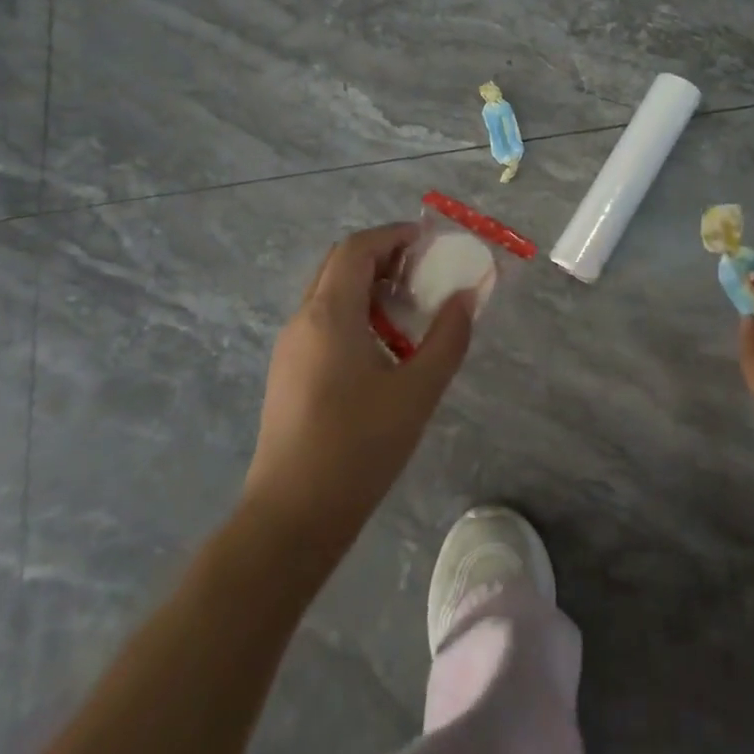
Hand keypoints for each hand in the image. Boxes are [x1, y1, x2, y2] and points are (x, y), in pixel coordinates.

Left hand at [242, 223, 473, 555]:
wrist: (291, 518)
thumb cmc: (358, 449)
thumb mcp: (417, 392)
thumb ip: (447, 338)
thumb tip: (466, 297)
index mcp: (329, 315)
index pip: (357, 249)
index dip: (393, 236)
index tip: (428, 242)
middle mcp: (303, 320)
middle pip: (339, 264)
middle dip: (381, 255)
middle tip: (422, 270)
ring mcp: (289, 348)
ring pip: (328, 293)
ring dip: (367, 285)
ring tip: (409, 307)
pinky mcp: (287, 373)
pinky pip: (322, 320)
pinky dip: (354, 312)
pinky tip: (382, 347)